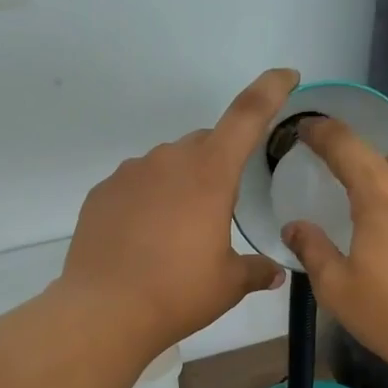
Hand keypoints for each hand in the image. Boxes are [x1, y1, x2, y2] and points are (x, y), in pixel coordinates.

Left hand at [58, 69, 294, 352]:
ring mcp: (129, 174)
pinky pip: (136, 185)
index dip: (270, 90)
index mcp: (209, 174)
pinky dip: (149, 201)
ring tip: (179, 232)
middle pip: (204, 143)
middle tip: (222, 208)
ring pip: (167, 165)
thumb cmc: (178, 293)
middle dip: (219, 164)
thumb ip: (256, 270)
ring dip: (181, 184)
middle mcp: (168, 161)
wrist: (105, 311)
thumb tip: (275, 272)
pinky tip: (146, 239)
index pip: (247, 116)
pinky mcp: (101, 193)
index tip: (286, 76)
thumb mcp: (228, 284)